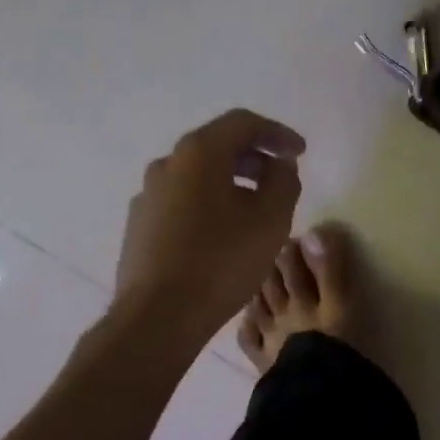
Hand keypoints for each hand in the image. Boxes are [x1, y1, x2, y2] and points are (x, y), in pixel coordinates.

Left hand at [113, 108, 306, 342]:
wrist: (158, 316)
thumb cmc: (221, 261)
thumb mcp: (270, 220)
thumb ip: (283, 182)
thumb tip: (279, 167)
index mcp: (198, 153)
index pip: (242, 123)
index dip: (277, 134)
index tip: (300, 153)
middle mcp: (166, 165)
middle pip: (216, 148)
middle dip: (254, 159)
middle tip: (281, 180)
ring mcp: (147, 196)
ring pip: (196, 178)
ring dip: (230, 184)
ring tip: (255, 211)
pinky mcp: (139, 227)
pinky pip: (180, 204)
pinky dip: (207, 206)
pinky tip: (222, 235)